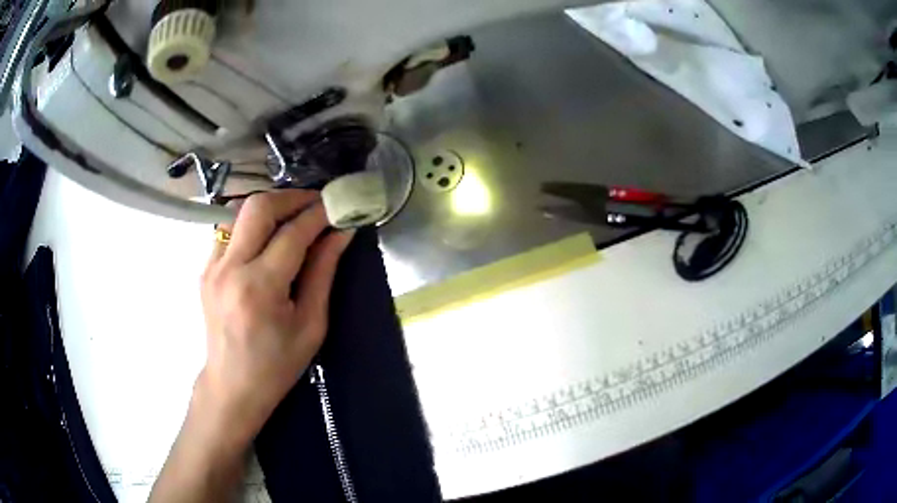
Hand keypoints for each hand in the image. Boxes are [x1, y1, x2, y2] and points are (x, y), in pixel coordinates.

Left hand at [198, 190, 354, 441]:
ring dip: (270, 207)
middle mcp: (229, 269)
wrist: (232, 385)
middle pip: (258, 207)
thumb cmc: (277, 364)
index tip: (339, 205)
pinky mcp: (205, 268)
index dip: (319, 214)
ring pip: (239, 211)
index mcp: (259, 288)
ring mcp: (211, 266)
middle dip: (292, 197)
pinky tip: (267, 238)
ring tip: (294, 217)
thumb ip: (323, 272)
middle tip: (316, 204)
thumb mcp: (311, 324)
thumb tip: (341, 232)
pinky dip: (252, 224)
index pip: (292, 233)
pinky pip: (229, 230)